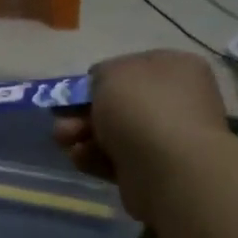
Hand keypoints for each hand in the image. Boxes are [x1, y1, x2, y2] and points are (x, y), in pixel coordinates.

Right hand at [54, 50, 228, 219]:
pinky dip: (95, 158)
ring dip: (82, 136)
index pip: (130, 68)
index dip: (98, 80)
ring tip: (65, 142)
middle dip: (82, 113)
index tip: (71, 94)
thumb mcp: (111, 73)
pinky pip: (117, 159)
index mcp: (175, 67)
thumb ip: (100, 74)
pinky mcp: (153, 170)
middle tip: (61, 122)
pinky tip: (81, 159)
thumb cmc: (141, 108)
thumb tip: (100, 86)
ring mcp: (166, 137)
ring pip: (113, 133)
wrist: (168, 167)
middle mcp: (175, 100)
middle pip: (118, 104)